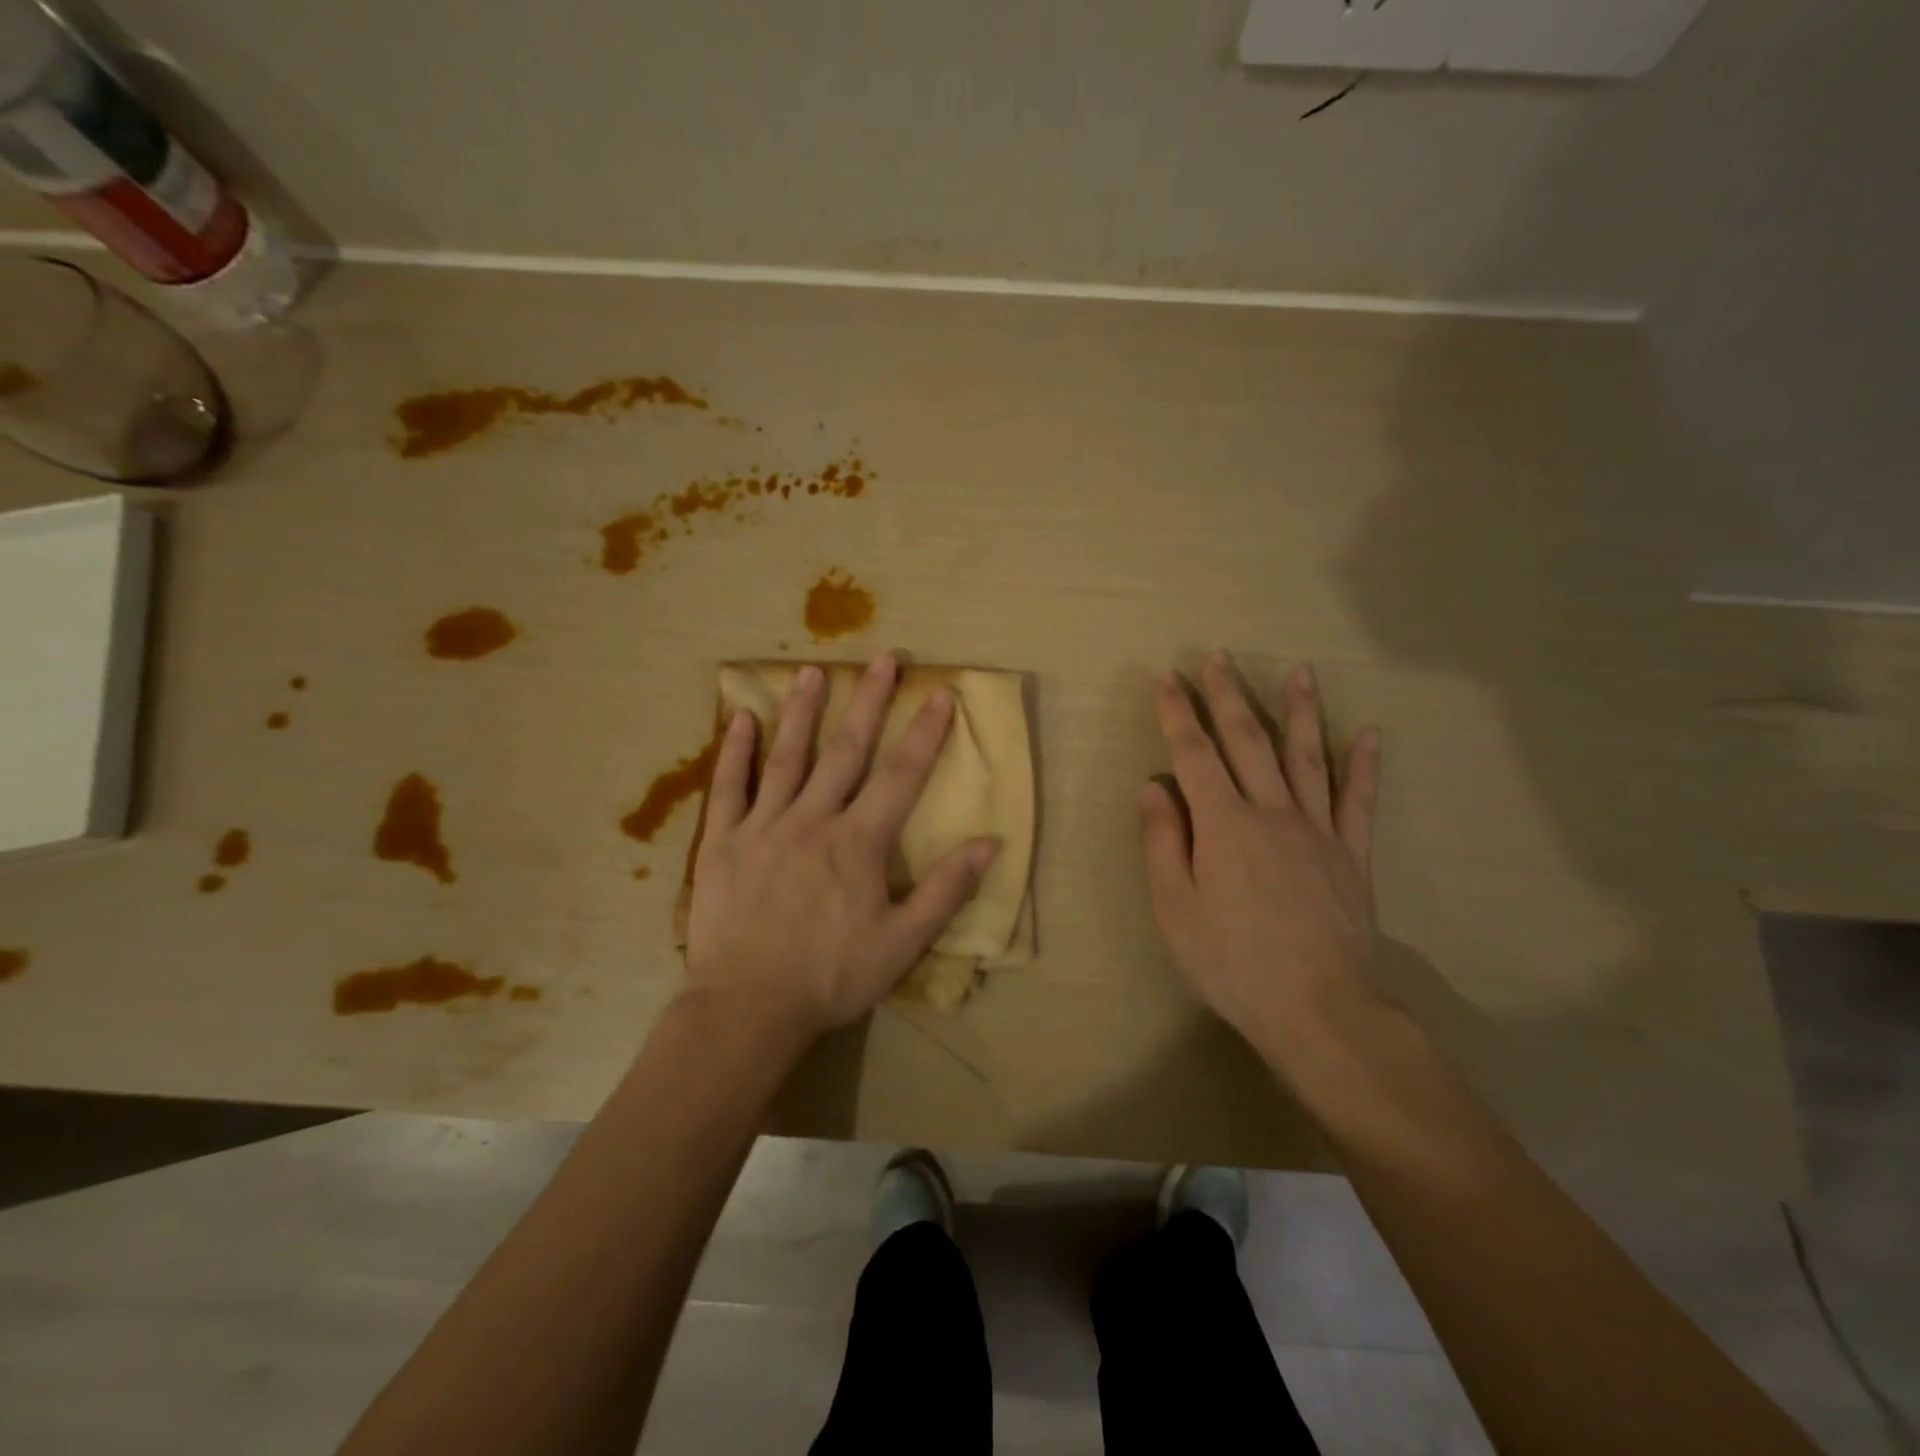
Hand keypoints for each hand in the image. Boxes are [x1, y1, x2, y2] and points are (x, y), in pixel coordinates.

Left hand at [684, 654, 999, 1043]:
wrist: (748, 1008)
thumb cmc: (832, 977)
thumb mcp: (902, 943)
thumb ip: (945, 890)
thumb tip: (989, 843)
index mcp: (858, 842)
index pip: (901, 775)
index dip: (925, 732)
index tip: (941, 692)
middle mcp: (813, 819)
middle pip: (847, 751)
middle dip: (870, 702)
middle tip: (884, 658)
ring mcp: (764, 826)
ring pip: (787, 757)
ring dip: (804, 711)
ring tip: (813, 670)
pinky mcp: (724, 842)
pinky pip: (730, 787)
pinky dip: (735, 751)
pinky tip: (741, 717)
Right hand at [1140, 651, 1382, 1064]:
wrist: (1317, 1008)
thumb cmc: (1231, 961)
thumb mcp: (1175, 908)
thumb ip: (1163, 841)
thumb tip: (1153, 786)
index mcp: (1224, 824)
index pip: (1195, 754)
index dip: (1178, 713)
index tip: (1167, 677)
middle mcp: (1272, 812)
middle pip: (1248, 741)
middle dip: (1228, 695)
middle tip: (1217, 657)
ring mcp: (1317, 830)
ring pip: (1307, 756)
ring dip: (1299, 710)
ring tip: (1297, 671)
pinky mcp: (1351, 854)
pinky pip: (1359, 801)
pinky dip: (1364, 765)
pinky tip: (1369, 734)